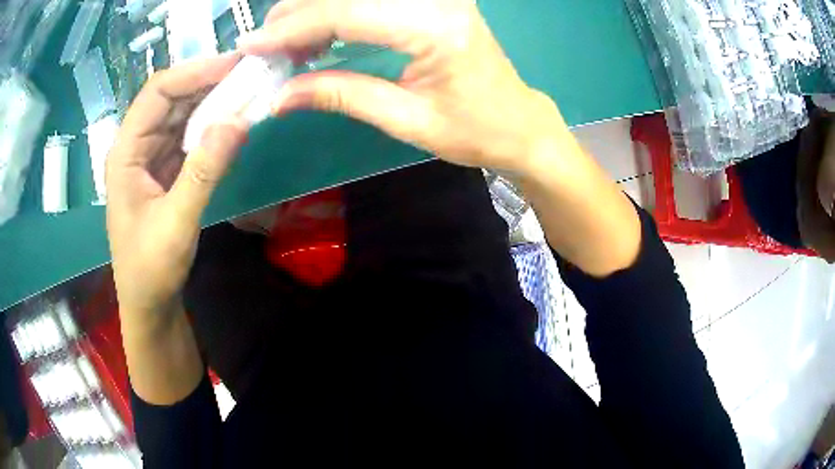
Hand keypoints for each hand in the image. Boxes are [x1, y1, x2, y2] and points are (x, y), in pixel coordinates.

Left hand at [106, 53, 247, 326]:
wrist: (149, 304)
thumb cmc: (151, 269)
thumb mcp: (176, 224)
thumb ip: (204, 173)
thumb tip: (239, 121)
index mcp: (126, 152)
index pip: (158, 92)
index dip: (195, 72)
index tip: (236, 65)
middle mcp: (136, 146)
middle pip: (172, 98)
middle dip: (209, 84)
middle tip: (251, 77)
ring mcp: (151, 157)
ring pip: (182, 115)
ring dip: (213, 104)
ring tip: (249, 94)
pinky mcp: (165, 170)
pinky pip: (189, 137)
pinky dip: (212, 128)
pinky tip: (234, 124)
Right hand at [238, 0, 566, 174]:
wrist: (519, 124)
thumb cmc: (474, 131)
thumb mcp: (406, 121)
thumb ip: (340, 95)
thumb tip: (278, 96)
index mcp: (435, 27)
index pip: (347, 12)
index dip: (292, 28)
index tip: (251, 46)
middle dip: (296, 16)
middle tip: (264, 49)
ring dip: (313, 12)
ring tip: (286, 46)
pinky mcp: (434, 0)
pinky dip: (337, 12)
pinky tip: (320, 35)